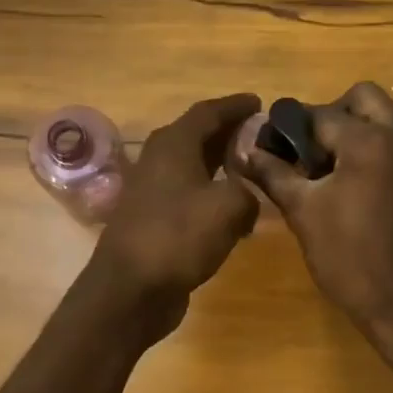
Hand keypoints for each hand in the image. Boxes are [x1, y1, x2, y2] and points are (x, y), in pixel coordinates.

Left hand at [89, 93, 261, 333]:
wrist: (131, 290)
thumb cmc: (178, 237)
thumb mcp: (228, 207)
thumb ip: (248, 191)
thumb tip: (247, 199)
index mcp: (173, 145)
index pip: (208, 111)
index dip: (235, 106)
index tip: (260, 102)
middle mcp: (158, 161)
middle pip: (197, 136)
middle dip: (229, 133)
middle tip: (261, 135)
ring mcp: (152, 192)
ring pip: (192, 167)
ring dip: (220, 165)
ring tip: (252, 169)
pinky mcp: (153, 221)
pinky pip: (188, 195)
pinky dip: (210, 194)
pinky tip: (231, 210)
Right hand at [238, 82, 392, 336]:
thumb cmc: (351, 261)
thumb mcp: (305, 215)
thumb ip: (275, 175)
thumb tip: (246, 151)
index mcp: (371, 140)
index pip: (321, 114)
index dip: (293, 128)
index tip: (278, 147)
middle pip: (365, 99)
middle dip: (334, 117)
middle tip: (314, 155)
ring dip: (364, 135)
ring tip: (342, 177)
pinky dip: (388, 158)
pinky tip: (373, 198)